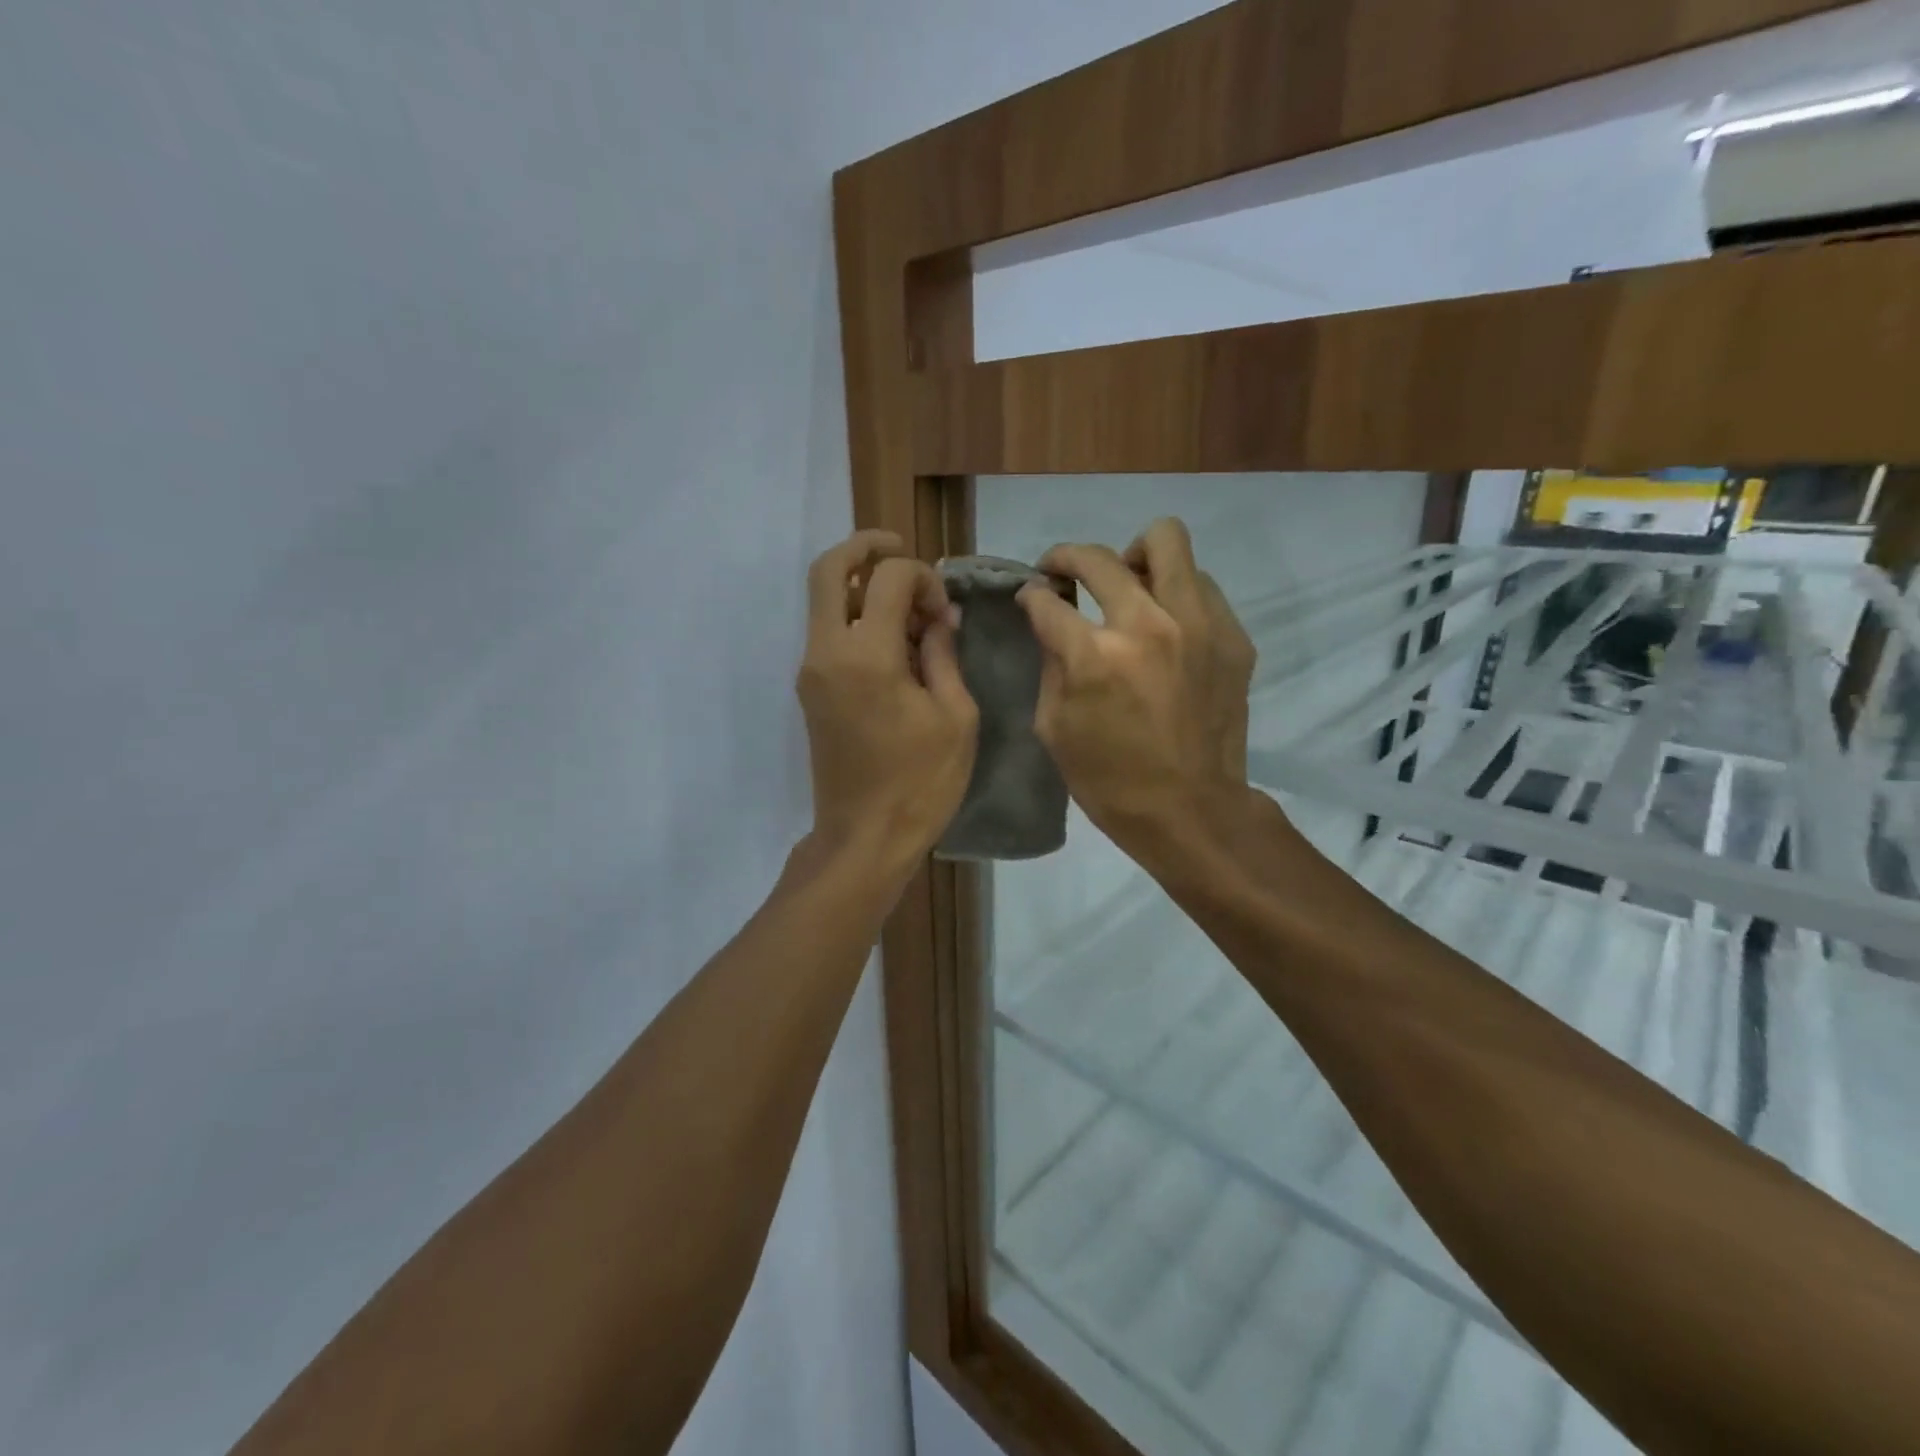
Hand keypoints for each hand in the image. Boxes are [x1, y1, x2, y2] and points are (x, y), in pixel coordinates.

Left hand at [797, 530, 978, 880]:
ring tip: (909, 609)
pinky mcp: (810, 690)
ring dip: (861, 588)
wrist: (864, 837)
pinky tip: (894, 642)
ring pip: (823, 600)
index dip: (922, 578)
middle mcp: (827, 652)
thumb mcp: (955, 716)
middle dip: (865, 548)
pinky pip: (827, 633)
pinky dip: (854, 618)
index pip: (886, 578)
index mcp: (866, 655)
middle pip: (828, 569)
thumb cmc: (921, 782)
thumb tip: (939, 618)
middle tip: (900, 549)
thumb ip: (944, 655)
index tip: (945, 611)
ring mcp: (811, 671)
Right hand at [1017, 518, 1255, 856]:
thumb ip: (1050, 663)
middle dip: (1067, 558)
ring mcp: (1198, 625)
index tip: (1032, 596)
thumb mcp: (1054, 728)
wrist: (1190, 810)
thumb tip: (1049, 621)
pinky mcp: (1233, 636)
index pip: (1048, 599)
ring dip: (1134, 557)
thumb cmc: (1109, 779)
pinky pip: (1201, 585)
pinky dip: (1175, 593)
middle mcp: (1147, 625)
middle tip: (1063, 575)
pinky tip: (1166, 624)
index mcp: (1095, 656)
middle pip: (1100, 557)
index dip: (1031, 594)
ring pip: (1167, 542)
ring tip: (1127, 584)